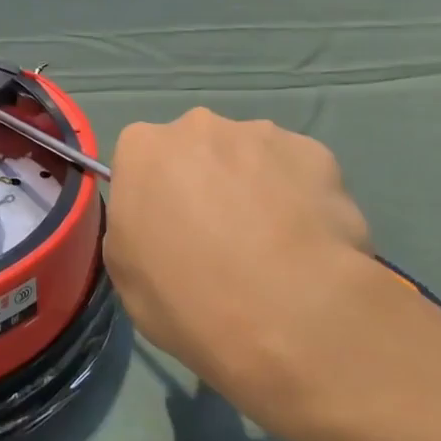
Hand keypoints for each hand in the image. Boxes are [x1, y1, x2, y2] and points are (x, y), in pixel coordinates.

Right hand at [105, 109, 390, 429]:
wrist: (288, 314)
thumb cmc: (187, 298)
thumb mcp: (125, 273)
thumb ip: (132, 227)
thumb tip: (155, 222)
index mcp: (143, 148)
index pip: (140, 161)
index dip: (155, 197)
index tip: (168, 232)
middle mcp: (198, 126)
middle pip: (196, 149)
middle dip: (204, 181)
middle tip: (220, 238)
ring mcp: (261, 134)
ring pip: (250, 157)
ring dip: (253, 187)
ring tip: (272, 246)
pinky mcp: (315, 152)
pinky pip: (298, 171)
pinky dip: (300, 197)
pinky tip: (307, 243)